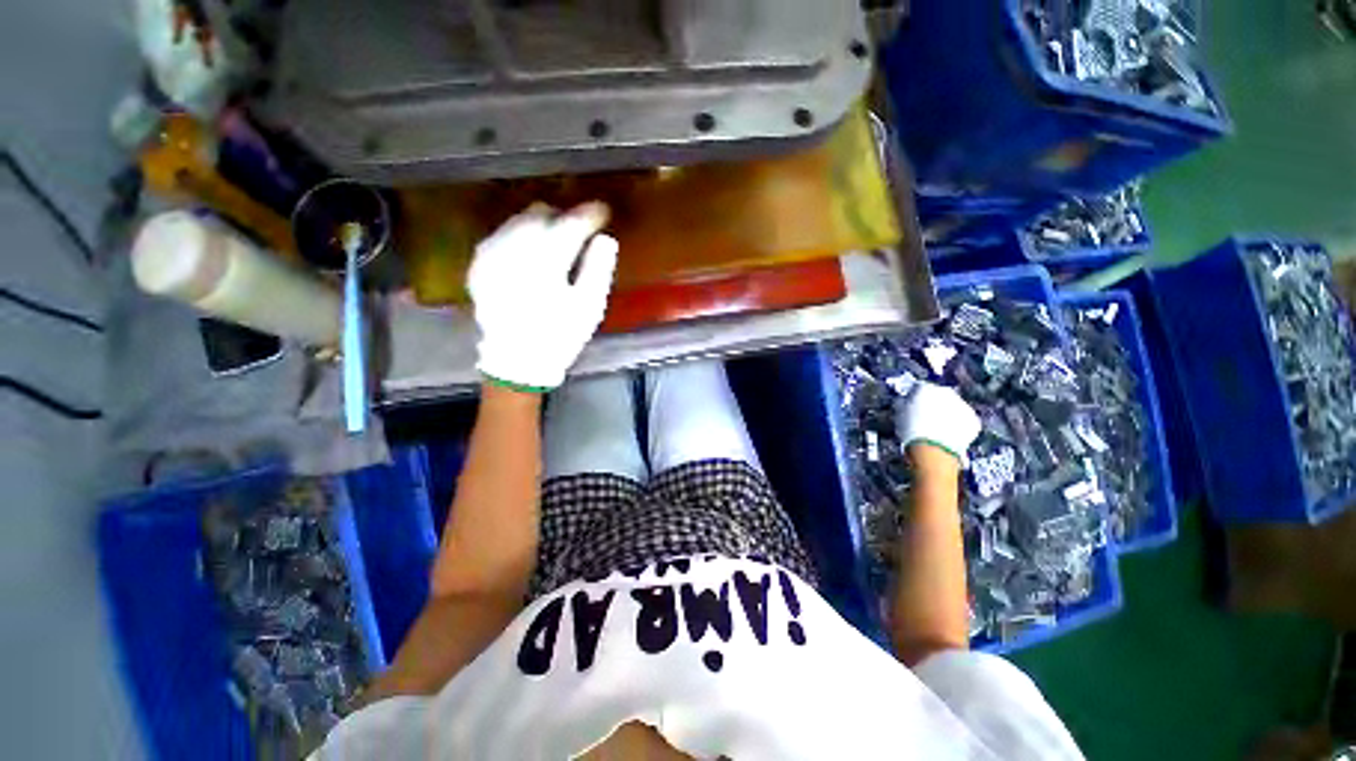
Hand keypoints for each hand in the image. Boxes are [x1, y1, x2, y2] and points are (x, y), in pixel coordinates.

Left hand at [468, 203, 618, 390]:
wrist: (515, 361)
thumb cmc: (559, 336)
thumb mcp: (588, 307)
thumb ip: (598, 269)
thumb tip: (605, 239)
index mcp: (546, 261)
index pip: (571, 224)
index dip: (589, 215)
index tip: (603, 211)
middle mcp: (514, 248)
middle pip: (540, 214)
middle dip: (563, 216)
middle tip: (580, 229)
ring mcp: (492, 254)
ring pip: (519, 221)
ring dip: (541, 224)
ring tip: (557, 238)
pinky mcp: (480, 265)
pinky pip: (502, 235)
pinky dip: (520, 236)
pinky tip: (530, 251)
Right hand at [894, 381, 980, 466]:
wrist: (934, 452)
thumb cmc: (910, 431)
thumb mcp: (899, 414)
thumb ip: (903, 403)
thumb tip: (904, 401)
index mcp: (926, 388)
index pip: (918, 387)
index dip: (913, 396)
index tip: (910, 405)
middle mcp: (947, 392)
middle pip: (939, 395)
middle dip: (933, 403)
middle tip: (924, 417)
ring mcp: (963, 406)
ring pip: (953, 407)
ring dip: (947, 413)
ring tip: (937, 428)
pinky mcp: (974, 421)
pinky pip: (964, 420)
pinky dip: (958, 425)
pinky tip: (948, 435)